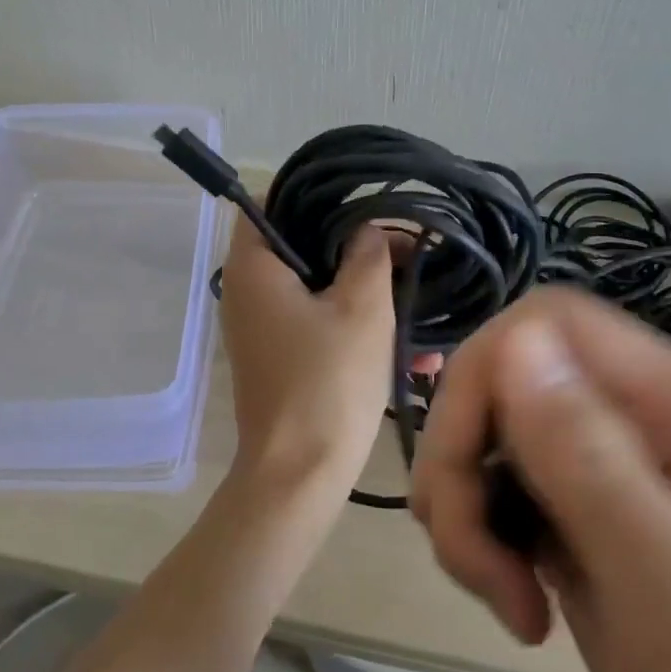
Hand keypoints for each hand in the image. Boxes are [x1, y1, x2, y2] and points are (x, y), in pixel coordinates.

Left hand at [218, 217, 404, 487]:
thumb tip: (369, 229)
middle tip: (405, 249)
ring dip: (369, 293)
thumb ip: (369, 253)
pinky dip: (358, 327)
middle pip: (302, 244)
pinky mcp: (281, 357)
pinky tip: (414, 353)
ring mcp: (263, 327)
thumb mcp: (362, 307)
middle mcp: (249, 290)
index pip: (271, 201)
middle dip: (358, 247)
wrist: (300, 477)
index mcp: (254, 266)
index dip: (316, 195)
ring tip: (421, 298)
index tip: (362, 202)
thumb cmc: (328, 381)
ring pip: (320, 288)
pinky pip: (321, 324)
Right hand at [411, 289, 670, 671]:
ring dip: (466, 505)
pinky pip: (499, 486)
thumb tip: (513, 340)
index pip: (551, 323)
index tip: (463, 477)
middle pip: (506, 374)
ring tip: (503, 597)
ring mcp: (611, 468)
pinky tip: (516, 604)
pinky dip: (481, 536)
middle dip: (463, 459)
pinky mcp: (581, 517)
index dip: (485, 375)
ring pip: (491, 431)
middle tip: (471, 561)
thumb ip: (594, 464)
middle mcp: (643, 418)